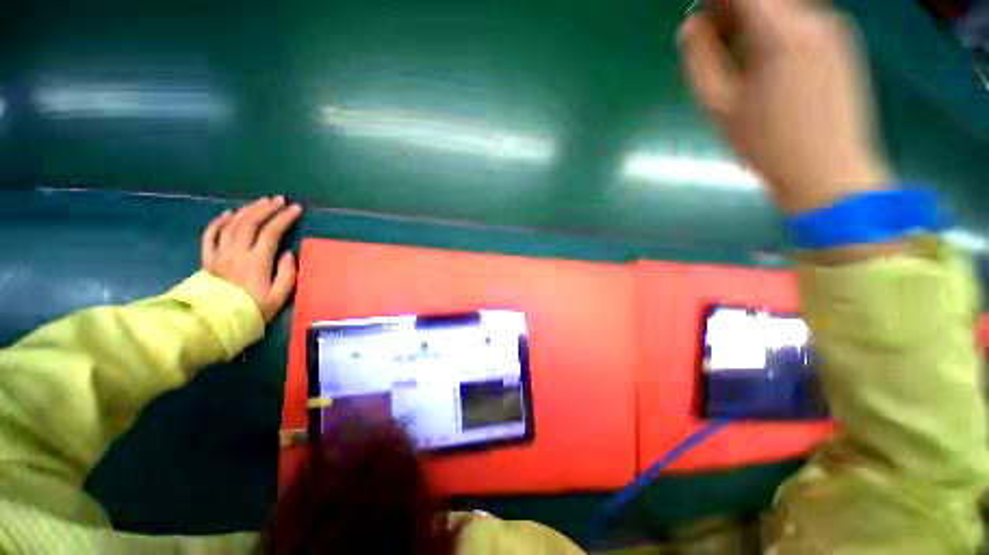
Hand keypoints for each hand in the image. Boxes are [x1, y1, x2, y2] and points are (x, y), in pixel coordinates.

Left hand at [202, 197, 302, 322]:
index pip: (271, 232)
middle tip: (279, 200)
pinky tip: (228, 213)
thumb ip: (287, 273)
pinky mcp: (207, 258)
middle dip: (266, 208)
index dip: (284, 218)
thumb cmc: (253, 310)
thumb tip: (289, 253)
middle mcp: (236, 252)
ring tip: (261, 202)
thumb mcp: (280, 296)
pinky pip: (210, 234)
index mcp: (256, 261)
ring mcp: (219, 254)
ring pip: (231, 224)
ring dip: (247, 210)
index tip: (296, 209)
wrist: (217, 323)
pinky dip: (219, 221)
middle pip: (250, 223)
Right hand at [678, 0, 889, 213]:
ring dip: (754, 17)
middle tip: (710, 34)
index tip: (698, 16)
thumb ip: (700, 60)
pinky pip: (802, 18)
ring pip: (784, 5)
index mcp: (782, 30)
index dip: (715, 0)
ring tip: (735, 51)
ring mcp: (834, 28)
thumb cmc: (766, 143)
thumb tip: (690, 25)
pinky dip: (776, 27)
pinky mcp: (843, 43)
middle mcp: (815, 17)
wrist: (828, 171)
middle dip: (732, 8)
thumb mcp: (719, 105)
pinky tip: (765, 58)